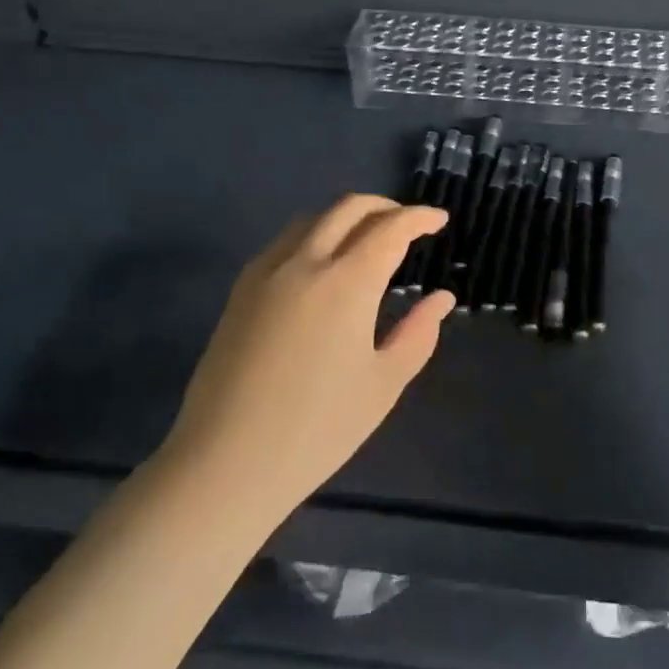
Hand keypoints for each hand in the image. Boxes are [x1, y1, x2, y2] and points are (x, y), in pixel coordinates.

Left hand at [162, 195, 454, 516]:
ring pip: (311, 219)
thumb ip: (418, 333)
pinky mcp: (240, 291)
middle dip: (384, 207)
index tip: (439, 220)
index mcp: (346, 283)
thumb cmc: (318, 429)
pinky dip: (313, 235)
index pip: (390, 229)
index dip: (419, 218)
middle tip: (407, 225)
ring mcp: (266, 273)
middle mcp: (304, 263)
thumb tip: (441, 297)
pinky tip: (322, 266)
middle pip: (348, 208)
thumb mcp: (383, 384)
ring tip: (366, 241)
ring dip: (346, 217)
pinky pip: (283, 243)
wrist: (227, 462)